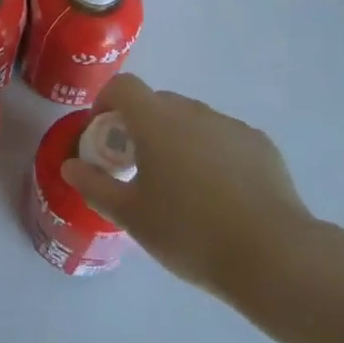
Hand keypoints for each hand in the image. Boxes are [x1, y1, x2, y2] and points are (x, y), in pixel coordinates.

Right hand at [60, 74, 318, 307]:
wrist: (274, 256)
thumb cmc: (190, 232)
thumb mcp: (132, 217)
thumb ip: (96, 186)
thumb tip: (70, 167)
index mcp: (155, 120)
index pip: (123, 86)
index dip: (107, 102)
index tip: (104, 134)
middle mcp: (192, 110)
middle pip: (157, 103)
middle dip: (142, 125)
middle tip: (139, 167)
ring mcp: (229, 124)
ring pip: (192, 121)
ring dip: (178, 139)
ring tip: (183, 187)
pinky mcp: (260, 144)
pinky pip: (223, 138)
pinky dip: (212, 154)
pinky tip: (222, 196)